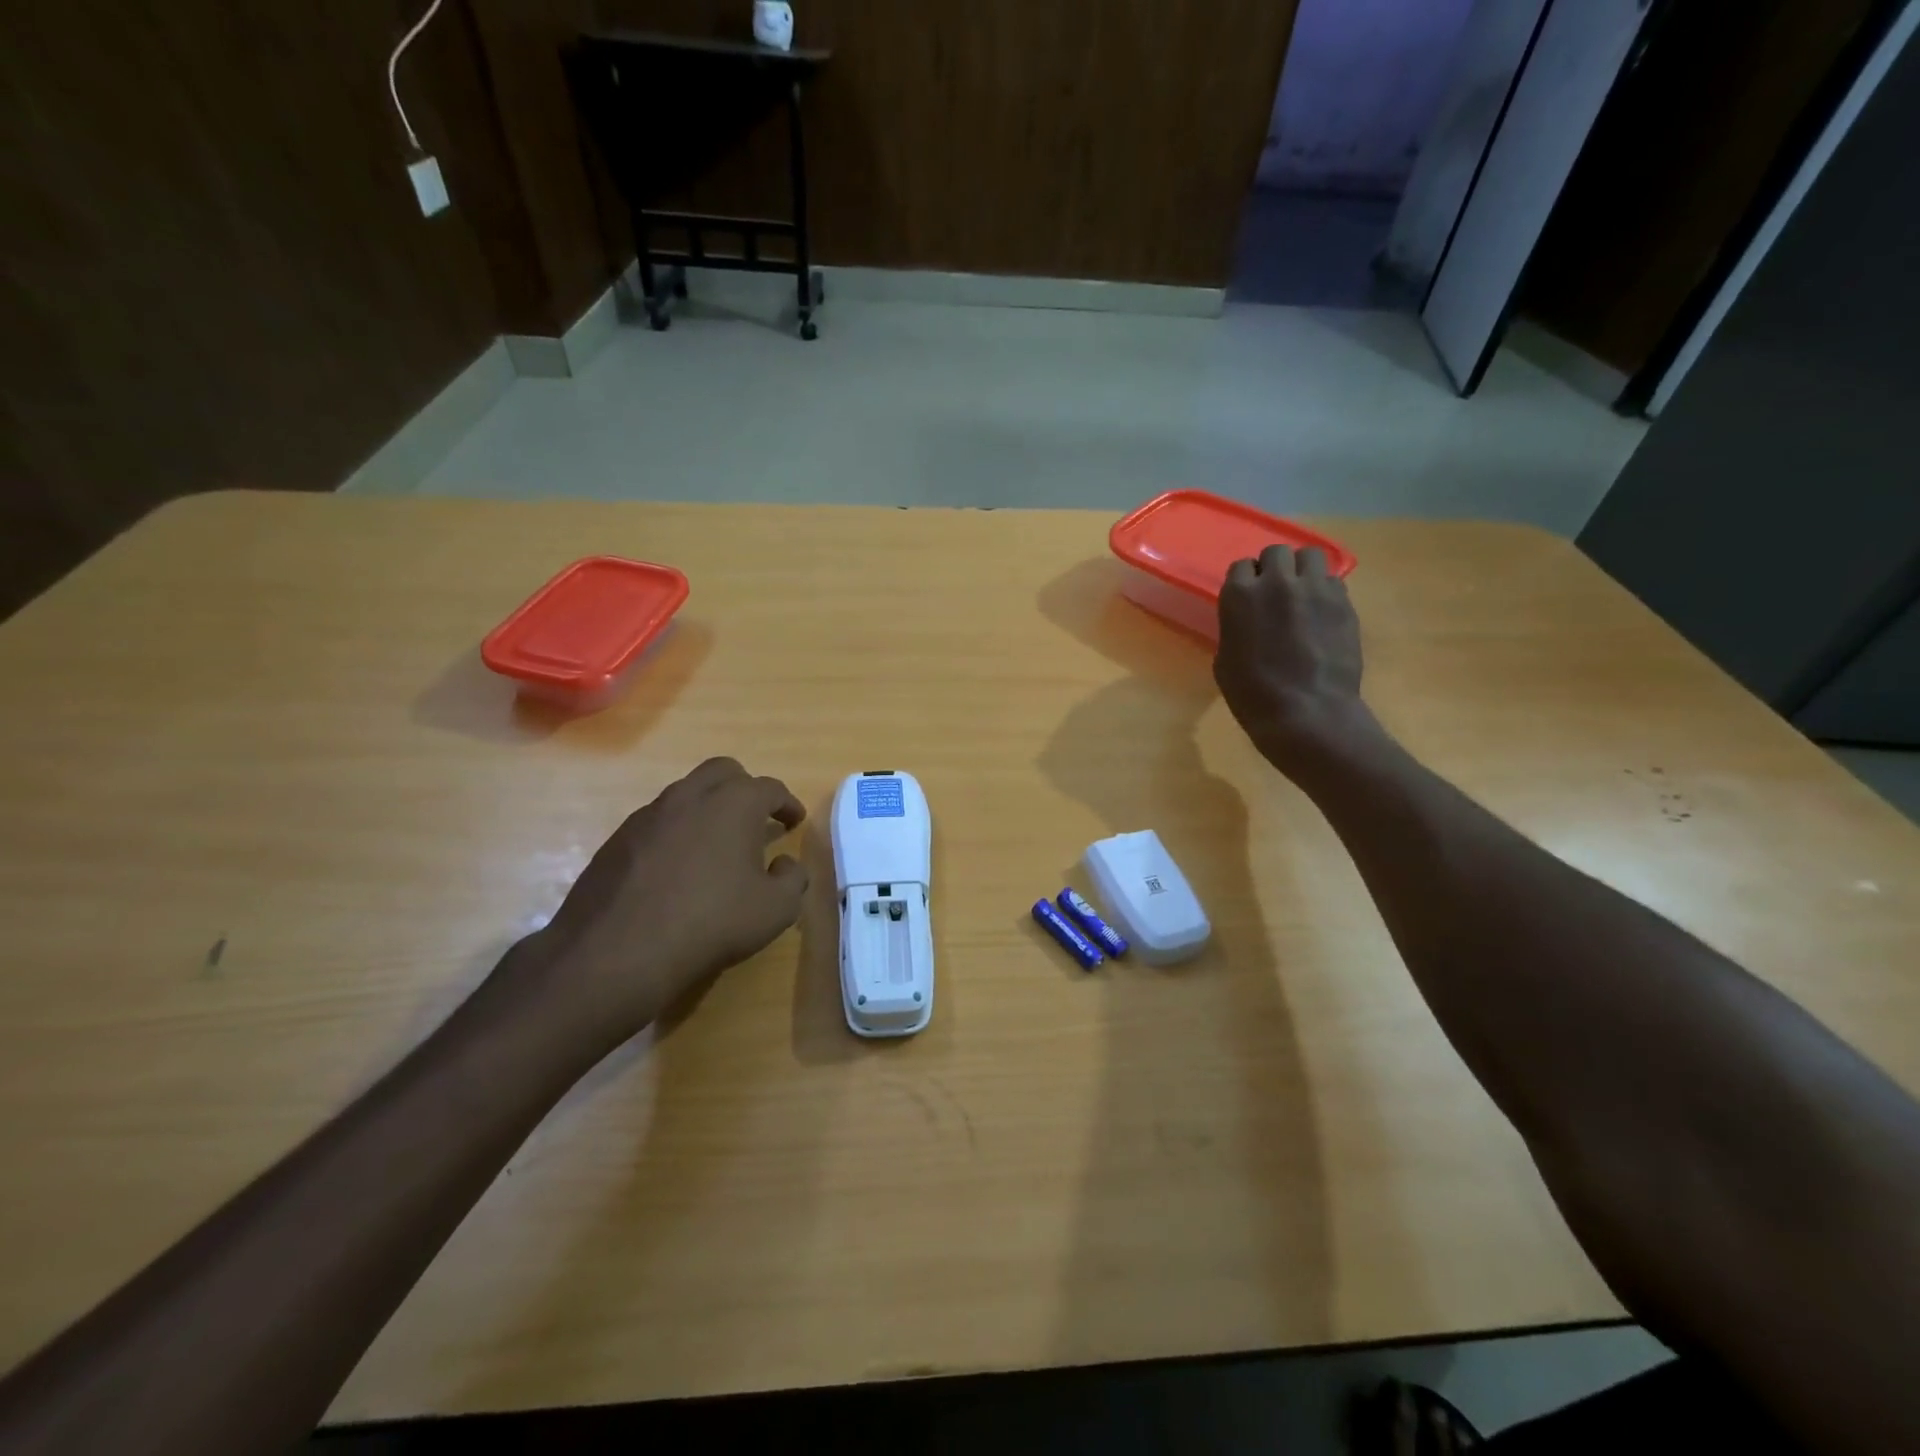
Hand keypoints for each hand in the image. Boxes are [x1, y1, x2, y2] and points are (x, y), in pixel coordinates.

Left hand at [512, 758, 808, 1055]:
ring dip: (708, 808)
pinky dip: (677, 832)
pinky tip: (679, 867)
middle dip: (746, 788)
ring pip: (687, 793)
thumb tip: (785, 863)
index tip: (794, 821)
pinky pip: (658, 822)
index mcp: (734, 803)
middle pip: (724, 772)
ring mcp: (649, 814)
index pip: (770, 789)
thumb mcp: (775, 909)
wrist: (617, 951)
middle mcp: (691, 795)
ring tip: (717, 843)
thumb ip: (793, 879)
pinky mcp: (618, 839)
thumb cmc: (711, 922)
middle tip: (757, 817)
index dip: (787, 804)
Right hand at [1214, 545, 1369, 772]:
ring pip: (1310, 555)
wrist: (1306, 713)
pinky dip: (1325, 591)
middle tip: (1276, 593)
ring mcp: (1314, 589)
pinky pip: (1333, 581)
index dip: (1246, 582)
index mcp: (1239, 596)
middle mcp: (1277, 582)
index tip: (1249, 599)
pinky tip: (1322, 613)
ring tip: (1303, 593)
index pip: (1241, 566)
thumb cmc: (1253, 695)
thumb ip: (1236, 629)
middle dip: (1274, 568)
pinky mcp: (1343, 602)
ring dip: (1303, 570)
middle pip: (1276, 553)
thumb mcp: (1226, 661)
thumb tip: (1248, 622)